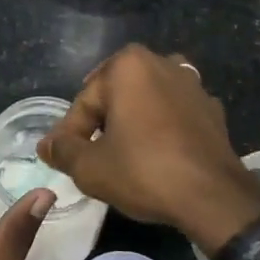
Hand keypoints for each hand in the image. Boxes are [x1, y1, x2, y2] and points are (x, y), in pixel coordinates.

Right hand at [38, 45, 259, 254]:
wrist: (214, 197)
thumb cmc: (145, 171)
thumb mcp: (91, 168)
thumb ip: (63, 151)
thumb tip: (45, 145)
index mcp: (127, 65)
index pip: (85, 101)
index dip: (72, 134)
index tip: (67, 161)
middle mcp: (160, 61)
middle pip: (116, 95)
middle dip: (103, 123)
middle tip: (94, 157)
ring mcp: (191, 83)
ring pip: (147, 101)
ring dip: (134, 122)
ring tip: (126, 155)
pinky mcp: (212, 108)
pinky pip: (175, 114)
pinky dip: (163, 129)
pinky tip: (159, 155)